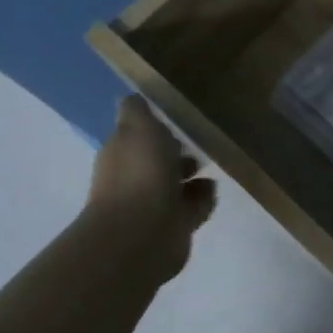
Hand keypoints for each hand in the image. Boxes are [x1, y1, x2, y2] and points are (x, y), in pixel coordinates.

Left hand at [87, 95, 216, 283]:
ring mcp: (153, 206)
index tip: (175, 122)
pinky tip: (211, 191)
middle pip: (158, 162)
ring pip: (177, 186)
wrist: (142, 234)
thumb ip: (137, 111)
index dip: (154, 129)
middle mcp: (134, 179)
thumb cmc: (140, 174)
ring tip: (210, 168)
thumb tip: (131, 98)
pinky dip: (203, 199)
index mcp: (122, 154)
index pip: (138, 136)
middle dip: (177, 154)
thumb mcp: (138, 128)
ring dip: (193, 178)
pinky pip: (193, 208)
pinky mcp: (174, 228)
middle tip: (198, 145)